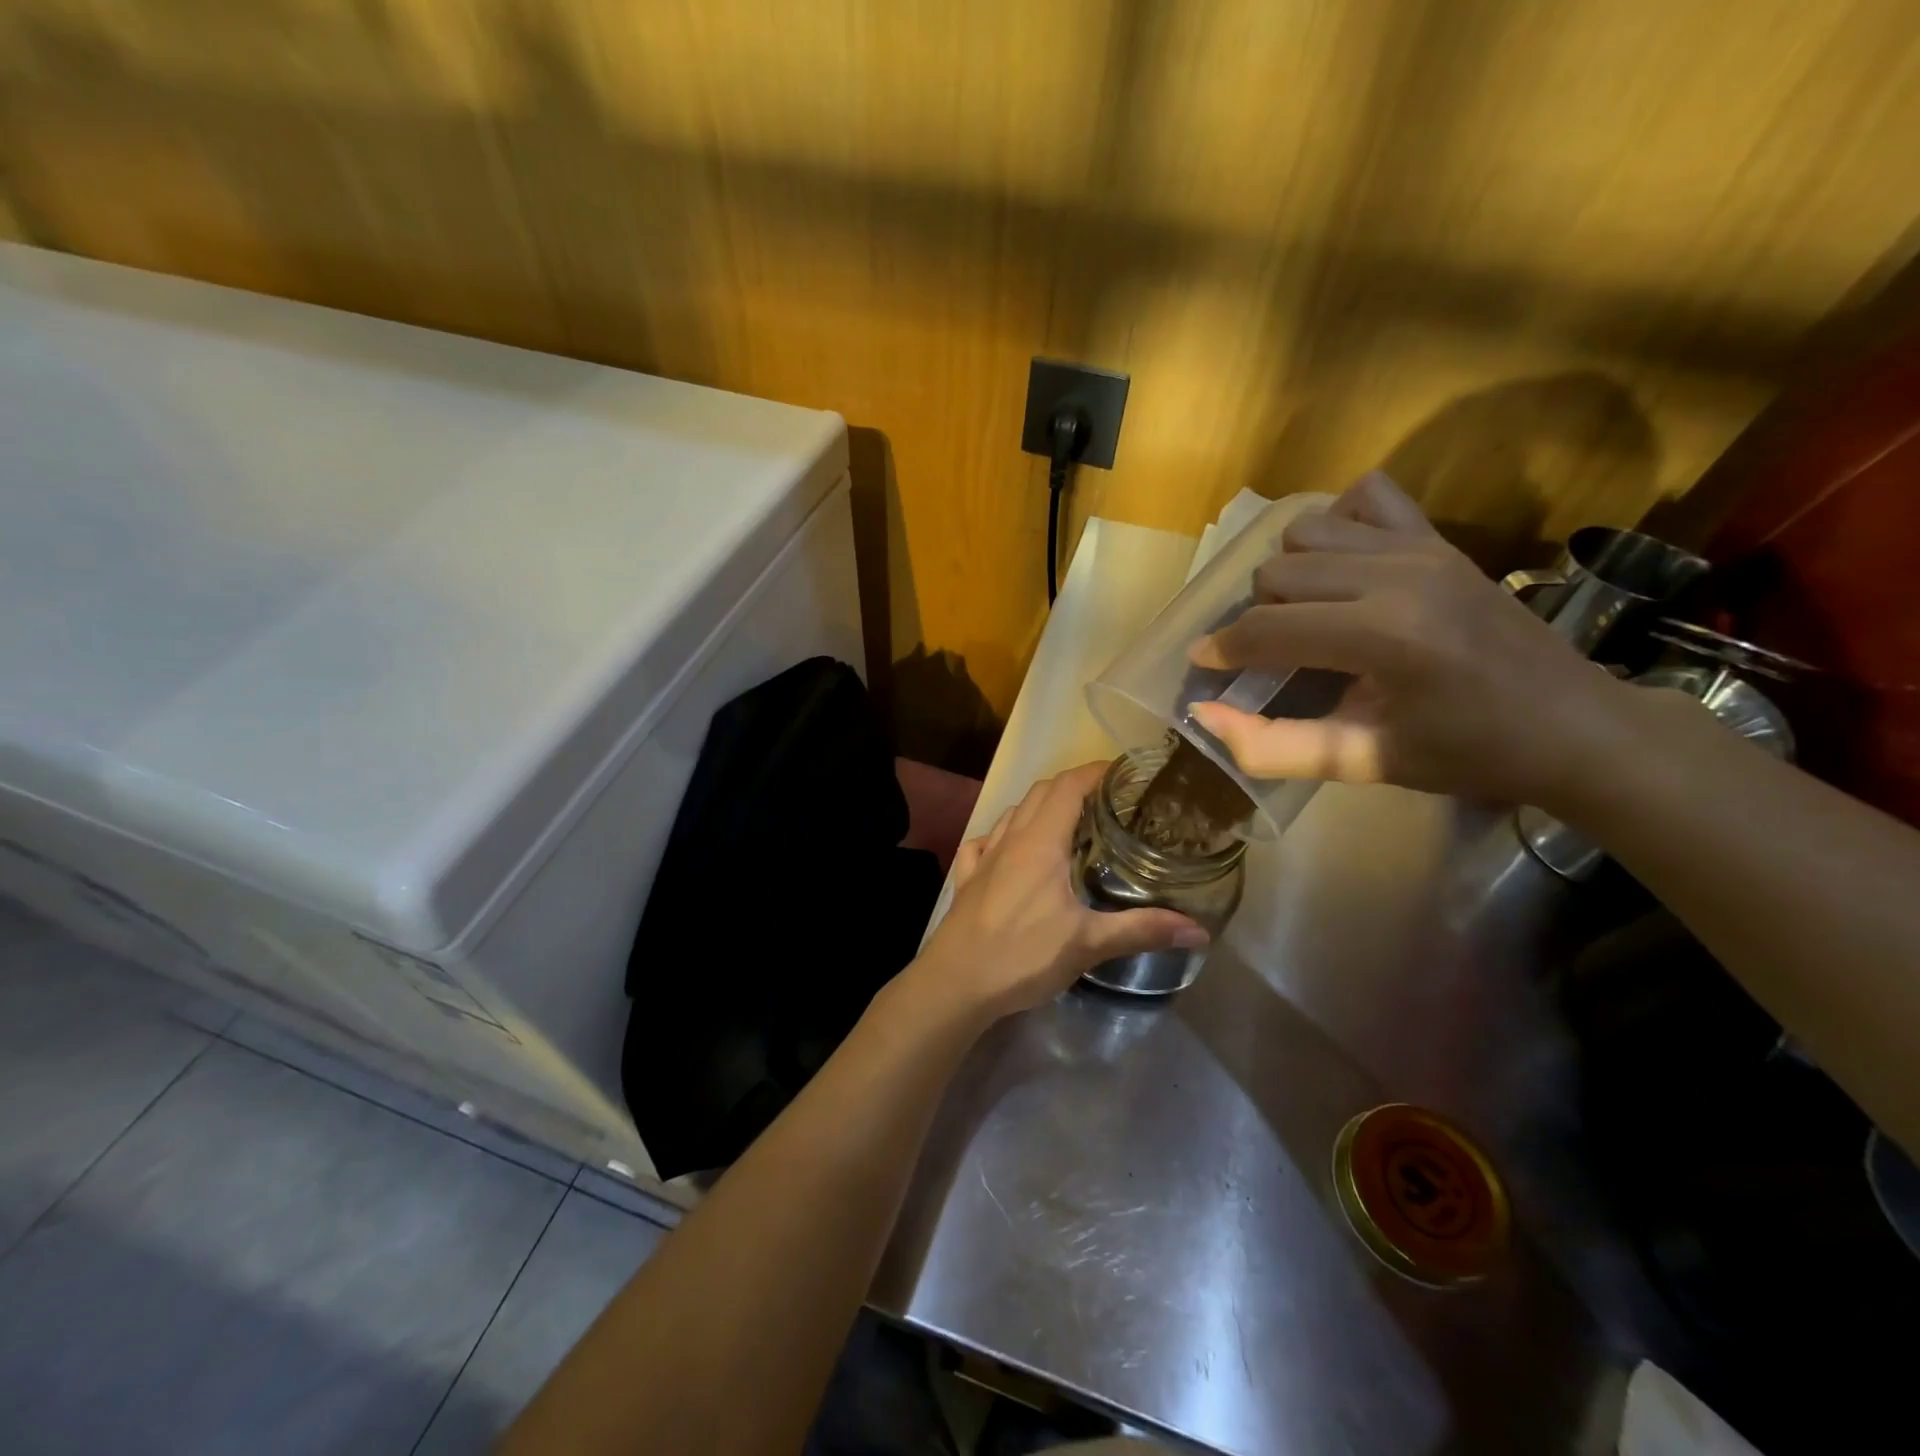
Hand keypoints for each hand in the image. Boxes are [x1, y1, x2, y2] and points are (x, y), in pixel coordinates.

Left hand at [910, 762, 1206, 1022]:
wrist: (955, 984)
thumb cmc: (1022, 955)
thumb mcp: (1087, 944)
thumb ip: (1142, 930)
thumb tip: (1199, 929)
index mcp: (1040, 841)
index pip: (1069, 785)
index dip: (1096, 771)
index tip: (1126, 773)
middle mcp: (1010, 839)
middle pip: (1041, 792)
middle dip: (1075, 786)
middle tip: (1109, 801)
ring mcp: (983, 857)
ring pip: (1013, 813)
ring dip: (1041, 807)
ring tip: (1070, 823)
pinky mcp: (967, 879)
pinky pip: (985, 842)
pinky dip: (1004, 835)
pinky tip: (1012, 851)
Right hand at [1187, 471, 1631, 807]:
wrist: (1575, 725)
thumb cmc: (1469, 754)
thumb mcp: (1364, 762)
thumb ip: (1275, 745)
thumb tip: (1205, 714)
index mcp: (1383, 637)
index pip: (1268, 628)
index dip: (1223, 649)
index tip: (1204, 665)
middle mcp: (1398, 576)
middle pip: (1277, 574)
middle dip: (1256, 616)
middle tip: (1268, 656)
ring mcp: (1422, 548)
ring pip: (1307, 531)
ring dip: (1289, 573)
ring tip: (1305, 614)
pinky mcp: (1440, 538)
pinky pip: (1367, 499)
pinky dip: (1338, 524)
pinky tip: (1341, 566)